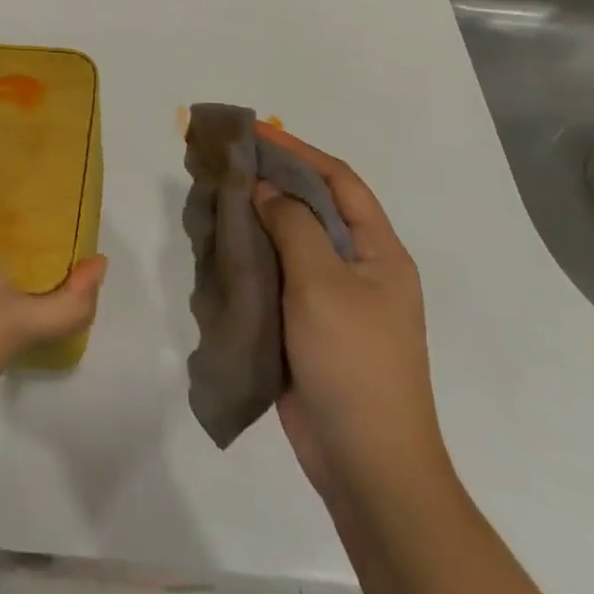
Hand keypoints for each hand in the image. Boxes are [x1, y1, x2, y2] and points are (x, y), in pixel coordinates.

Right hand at [252, 126, 445, 497]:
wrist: (365, 462)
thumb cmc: (353, 361)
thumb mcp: (323, 283)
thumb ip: (293, 225)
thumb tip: (264, 188)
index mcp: (379, 252)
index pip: (340, 182)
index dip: (298, 151)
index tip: (255, 132)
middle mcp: (358, 268)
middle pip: (313, 208)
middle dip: (271, 180)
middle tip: (225, 161)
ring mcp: (332, 300)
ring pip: (290, 242)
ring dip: (256, 217)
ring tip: (214, 196)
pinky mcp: (306, 326)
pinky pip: (277, 277)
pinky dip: (250, 256)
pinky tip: (220, 247)